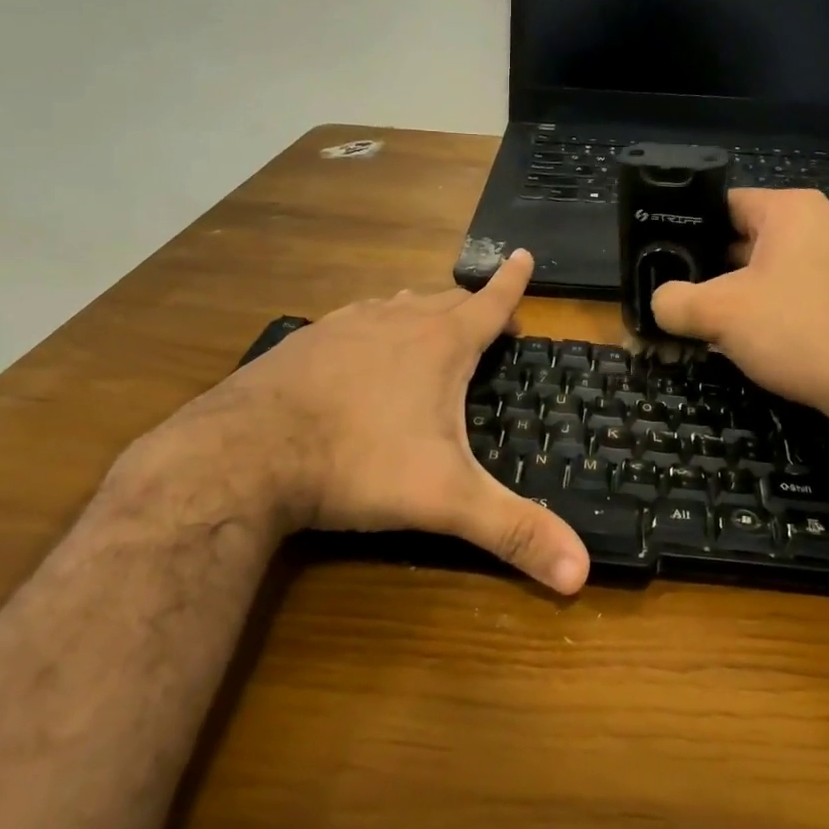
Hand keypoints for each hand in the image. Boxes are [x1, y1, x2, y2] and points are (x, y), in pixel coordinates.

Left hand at [115, 251, 589, 594]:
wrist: (246, 453)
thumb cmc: (359, 463)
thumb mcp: (445, 500)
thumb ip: (513, 532)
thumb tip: (582, 573)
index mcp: (439, 345)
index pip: (489, 303)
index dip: (511, 282)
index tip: (522, 255)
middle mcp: (396, 321)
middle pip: (444, 300)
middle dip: (471, 307)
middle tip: (487, 324)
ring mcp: (345, 326)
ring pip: (396, 304)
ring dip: (421, 311)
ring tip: (430, 325)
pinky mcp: (305, 341)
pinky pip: (353, 320)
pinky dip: (373, 326)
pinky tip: (360, 347)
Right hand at [650, 189, 828, 424]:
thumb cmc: (798, 331)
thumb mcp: (719, 314)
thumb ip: (674, 302)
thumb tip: (659, 303)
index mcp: (792, 209)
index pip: (725, 204)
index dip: (689, 231)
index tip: (665, 260)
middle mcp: (826, 221)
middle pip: (749, 236)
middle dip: (715, 268)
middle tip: (684, 296)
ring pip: (777, 267)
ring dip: (745, 291)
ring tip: (716, 321)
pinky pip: (805, 288)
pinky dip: (779, 307)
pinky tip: (763, 338)